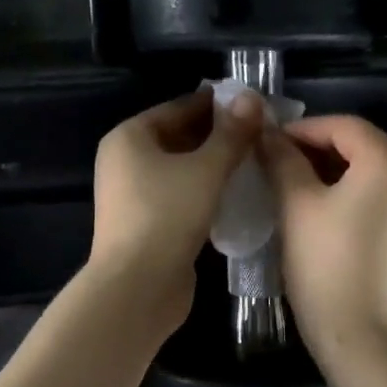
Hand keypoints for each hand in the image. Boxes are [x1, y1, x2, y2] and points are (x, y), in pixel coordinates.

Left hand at [89, 89, 263, 323]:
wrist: (137, 288)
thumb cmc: (167, 215)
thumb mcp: (206, 169)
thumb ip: (231, 134)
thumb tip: (251, 98)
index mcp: (129, 137)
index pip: (178, 108)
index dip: (217, 105)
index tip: (254, 106)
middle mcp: (125, 161)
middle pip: (178, 137)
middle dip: (218, 136)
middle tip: (261, 134)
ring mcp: (134, 194)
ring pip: (181, 168)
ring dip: (214, 165)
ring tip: (255, 161)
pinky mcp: (147, 223)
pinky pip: (180, 195)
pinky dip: (205, 190)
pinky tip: (237, 193)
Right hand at [261, 115, 386, 368]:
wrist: (361, 336)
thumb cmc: (325, 263)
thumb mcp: (296, 203)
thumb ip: (282, 158)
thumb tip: (267, 133)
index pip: (343, 125)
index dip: (303, 129)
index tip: (269, 142)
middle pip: (362, 144)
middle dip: (318, 147)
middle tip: (279, 160)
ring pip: (373, 169)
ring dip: (336, 169)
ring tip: (297, 181)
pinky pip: (384, 194)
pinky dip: (355, 191)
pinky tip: (326, 207)